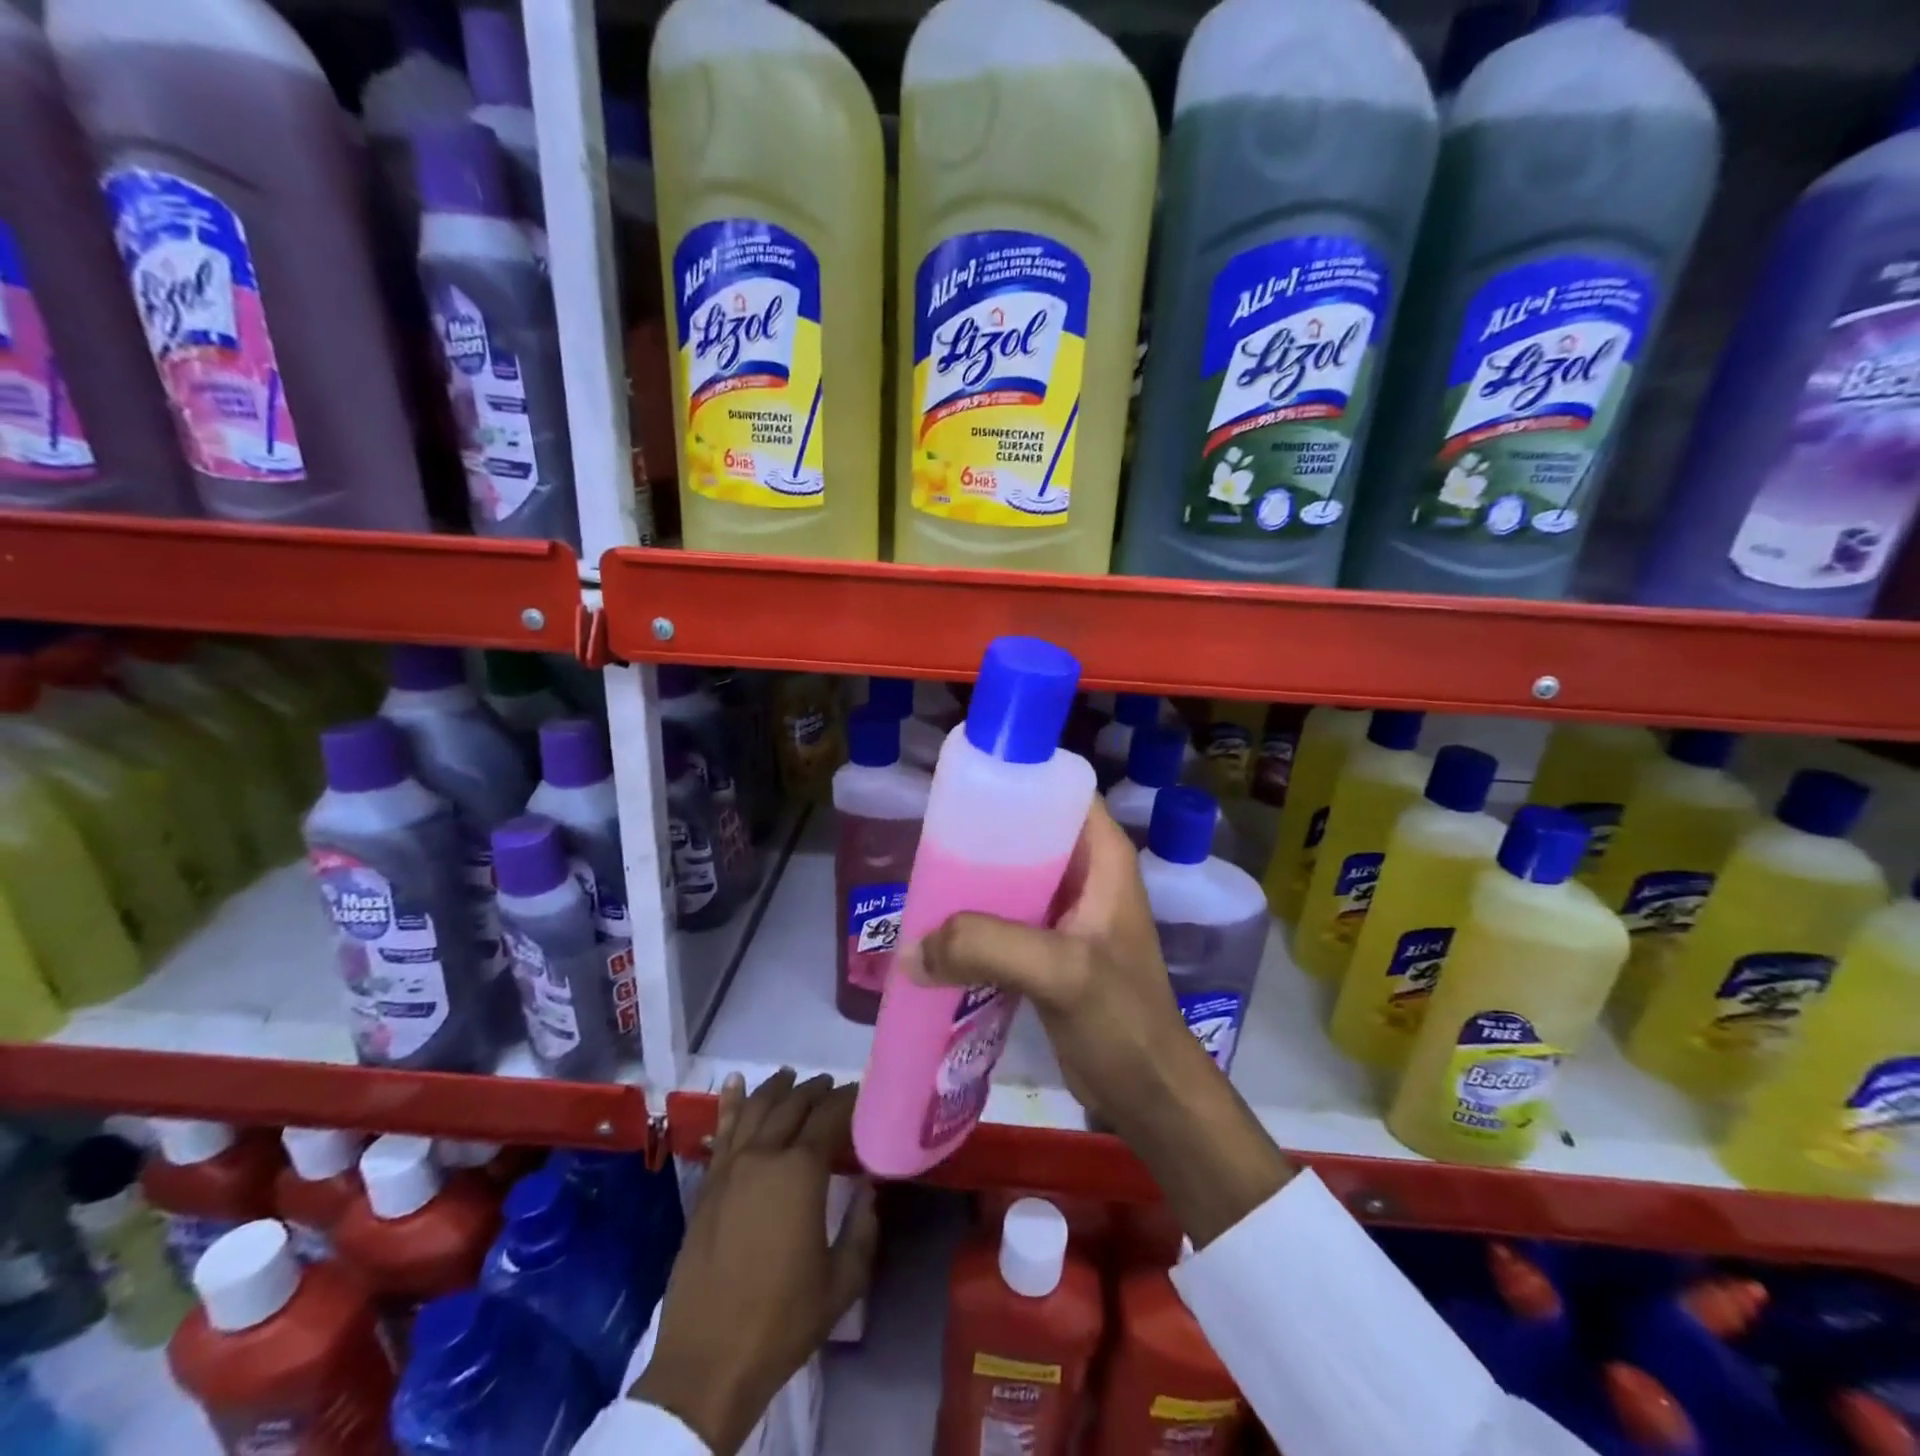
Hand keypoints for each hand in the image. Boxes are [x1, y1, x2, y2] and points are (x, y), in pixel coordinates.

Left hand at [634, 1070, 878, 1454]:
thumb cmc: (783, 1321)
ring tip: (792, 1077)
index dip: (849, 1100)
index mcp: (801, 1172)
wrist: (708, 1363)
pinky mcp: (707, 1186)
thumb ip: (863, 1227)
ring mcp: (730, 1168)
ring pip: (756, 1109)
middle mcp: (764, 1156)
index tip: (863, 1094)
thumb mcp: (843, 1282)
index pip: (830, 1117)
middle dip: (816, 1090)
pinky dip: (730, 1103)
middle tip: (833, 1086)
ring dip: (777, 1088)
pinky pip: (722, 1131)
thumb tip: (868, 1187)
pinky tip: (734, 1083)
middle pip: (793, 1105)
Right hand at [904, 797, 1203, 1128]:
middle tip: (929, 837)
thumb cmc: (1121, 1020)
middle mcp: (1085, 872)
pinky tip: (938, 929)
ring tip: (924, 880)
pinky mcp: (1049, 947)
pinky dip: (974, 919)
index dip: (1015, 777)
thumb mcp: (1061, 972)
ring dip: (972, 880)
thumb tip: (908, 950)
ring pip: (1011, 874)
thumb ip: (988, 947)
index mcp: (1102, 855)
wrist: (1146, 1093)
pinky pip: (1004, 915)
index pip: (1059, 789)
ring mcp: (1066, 911)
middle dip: (979, 833)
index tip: (961, 785)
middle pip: (1026, 830)